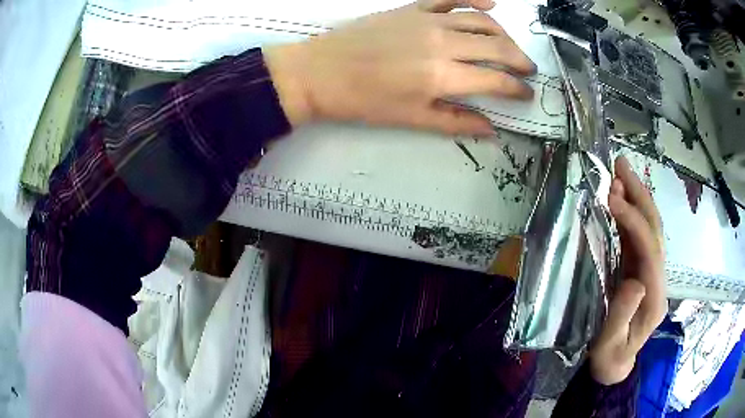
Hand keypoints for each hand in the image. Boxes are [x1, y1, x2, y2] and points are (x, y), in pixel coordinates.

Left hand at [264, 0, 535, 134]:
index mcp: (442, 76)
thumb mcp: (410, 119)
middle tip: (527, 69)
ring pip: (480, 21)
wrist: (321, 72)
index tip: (527, 93)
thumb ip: (455, 122)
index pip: (495, 80)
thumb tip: (491, 130)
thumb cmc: (363, 101)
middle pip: (497, 47)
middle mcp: (442, 43)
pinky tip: (489, 3)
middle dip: (520, 60)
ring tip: (510, 46)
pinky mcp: (412, 8)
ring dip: (503, 34)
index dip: (517, 88)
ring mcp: (428, 20)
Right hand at [589, 156, 667, 384]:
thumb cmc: (609, 358)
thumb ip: (622, 317)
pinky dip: (629, 213)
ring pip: (649, 228)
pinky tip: (619, 197)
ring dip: (636, 197)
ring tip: (619, 172)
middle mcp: (658, 278)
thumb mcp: (609, 347)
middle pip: (655, 230)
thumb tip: (635, 281)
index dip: (633, 221)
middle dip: (640, 196)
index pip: (650, 250)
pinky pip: (637, 236)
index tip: (611, 199)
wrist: (614, 365)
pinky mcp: (640, 269)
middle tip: (621, 166)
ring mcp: (650, 272)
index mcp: (655, 297)